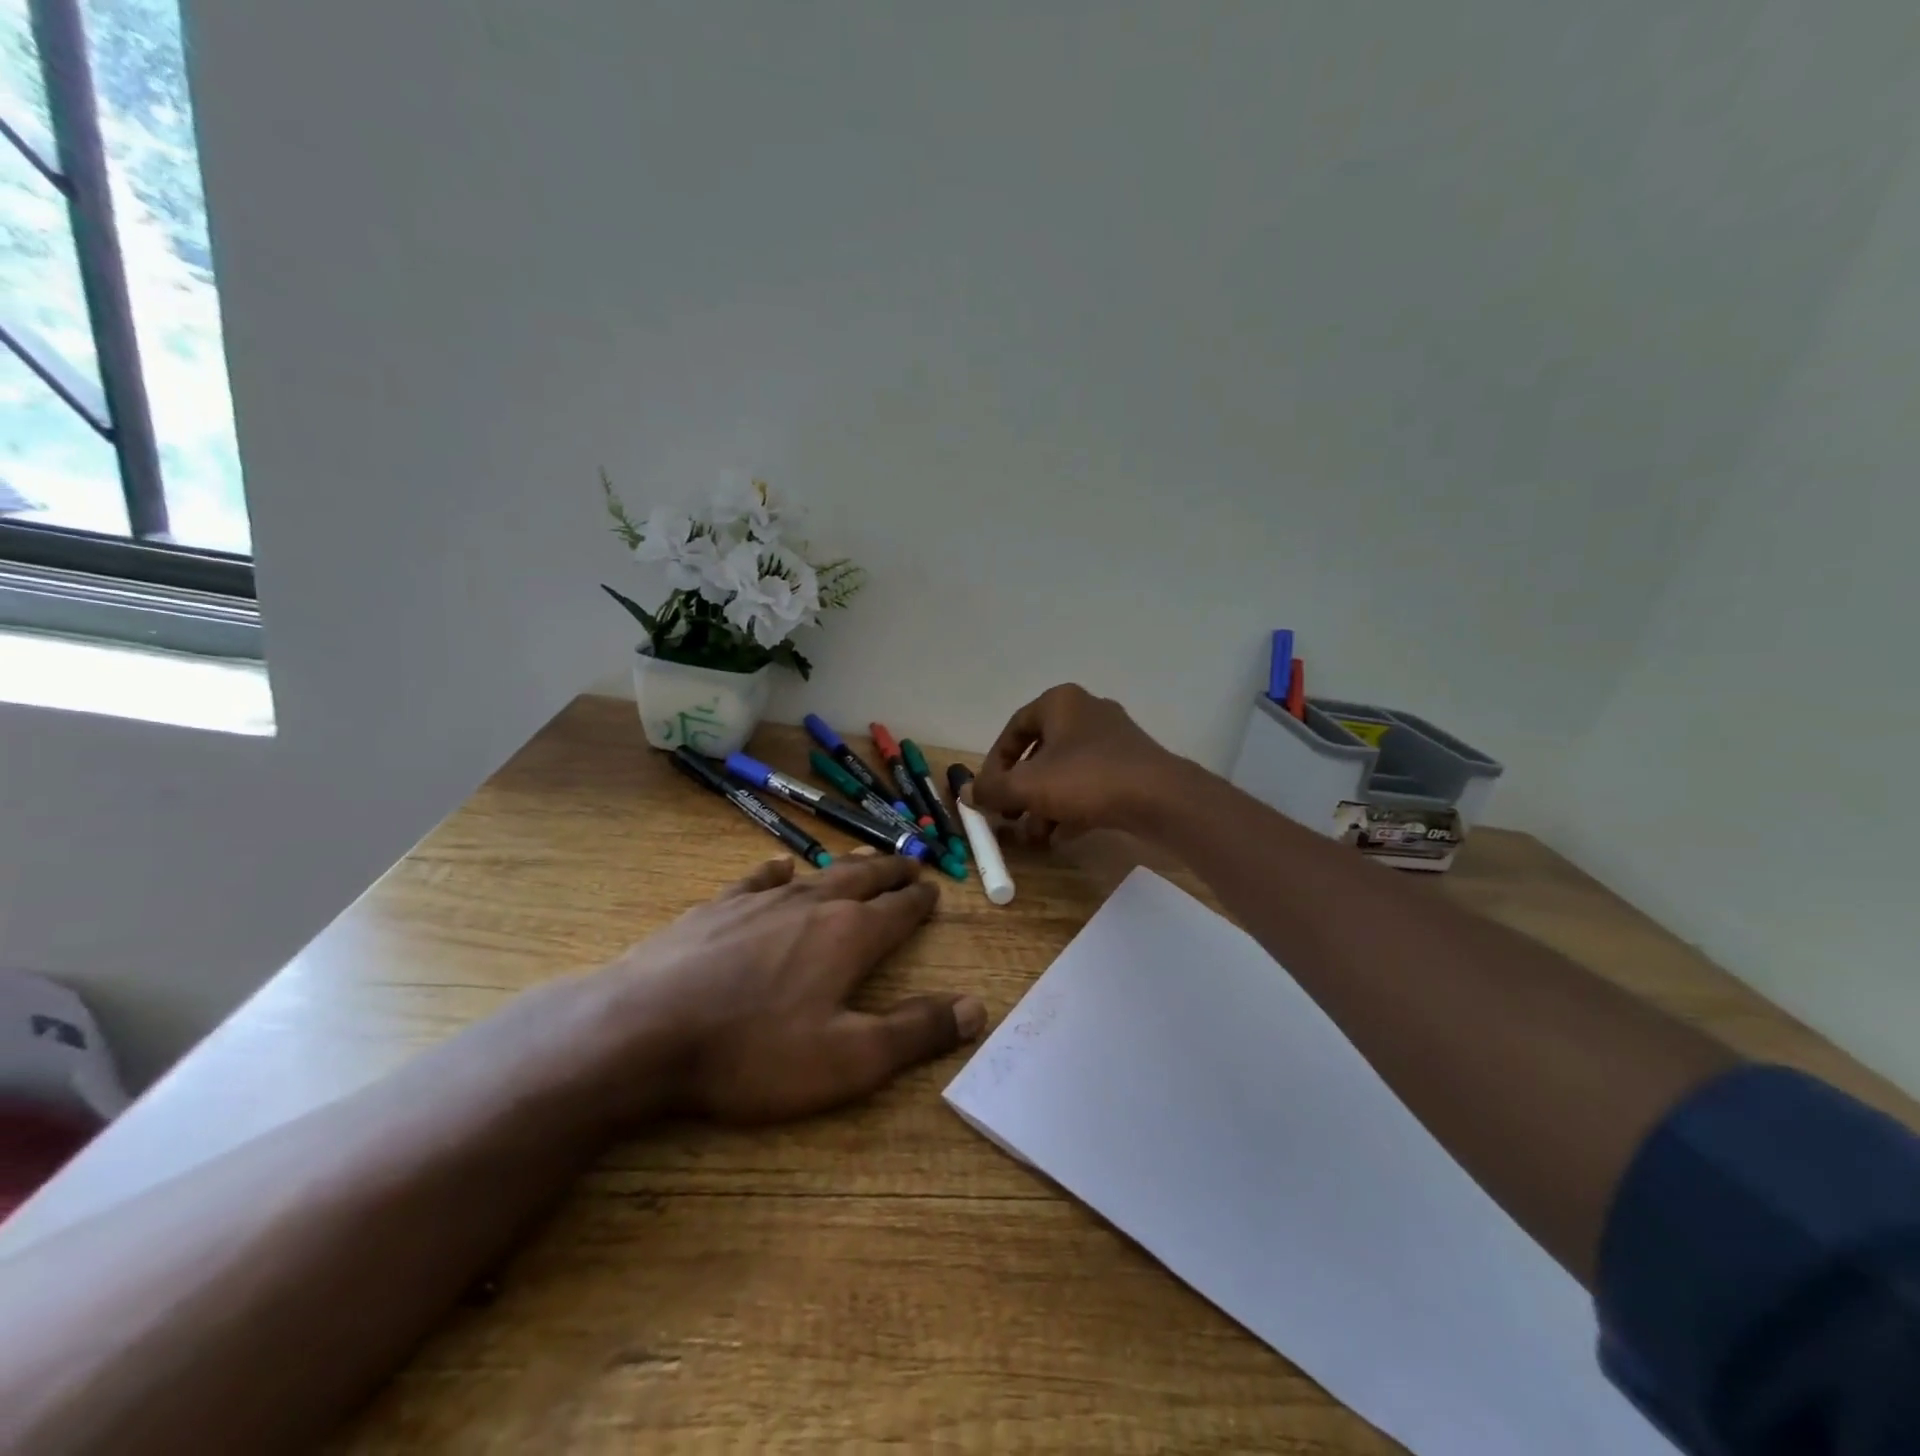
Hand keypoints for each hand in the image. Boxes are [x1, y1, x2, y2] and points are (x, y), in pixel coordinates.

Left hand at [585, 854, 984, 1124]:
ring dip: (846, 866)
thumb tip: (976, 1007)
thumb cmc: (753, 1051)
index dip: (920, 901)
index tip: (935, 891)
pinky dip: (778, 871)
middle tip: (911, 862)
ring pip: (818, 874)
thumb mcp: (848, 1060)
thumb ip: (915, 1032)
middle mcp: (813, 905)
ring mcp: (761, 900)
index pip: (899, 910)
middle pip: (864, 879)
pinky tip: (780, 867)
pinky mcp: (717, 907)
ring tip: (862, 859)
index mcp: (850, 936)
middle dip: (891, 872)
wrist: (644, 1029)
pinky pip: (759, 879)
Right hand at [972, 684, 1186, 846]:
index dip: (995, 763)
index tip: (988, 793)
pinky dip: (1072, 807)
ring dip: (1045, 804)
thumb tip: (966, 793)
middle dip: (1021, 790)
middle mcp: (1087, 712)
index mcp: (1060, 703)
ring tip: (1034, 836)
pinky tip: (1062, 837)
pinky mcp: (1131, 766)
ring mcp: (1113, 739)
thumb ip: (993, 789)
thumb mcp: (1029, 786)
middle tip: (1009, 817)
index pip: (1014, 729)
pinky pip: (1091, 784)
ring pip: (1066, 771)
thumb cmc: (1087, 779)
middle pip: (1040, 752)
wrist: (1161, 798)